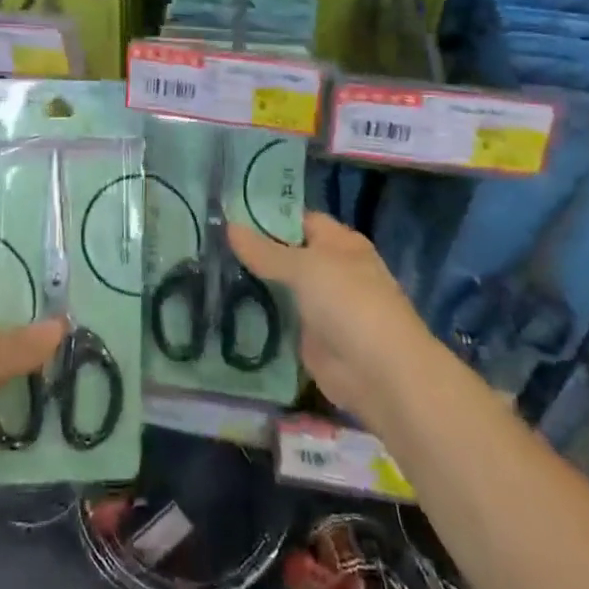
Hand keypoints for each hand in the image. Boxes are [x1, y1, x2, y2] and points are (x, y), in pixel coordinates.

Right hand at [229, 213, 434, 425]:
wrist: (381, 375)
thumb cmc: (349, 303)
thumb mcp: (304, 267)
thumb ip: (265, 250)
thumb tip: (228, 226)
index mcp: (338, 243)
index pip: (297, 219)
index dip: (265, 216)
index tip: (227, 213)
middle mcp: (330, 269)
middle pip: (286, 253)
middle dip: (253, 250)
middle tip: (209, 242)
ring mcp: (320, 305)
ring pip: (280, 286)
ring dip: (252, 283)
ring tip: (207, 269)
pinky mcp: (309, 338)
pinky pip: (279, 319)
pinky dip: (257, 315)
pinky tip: (223, 305)